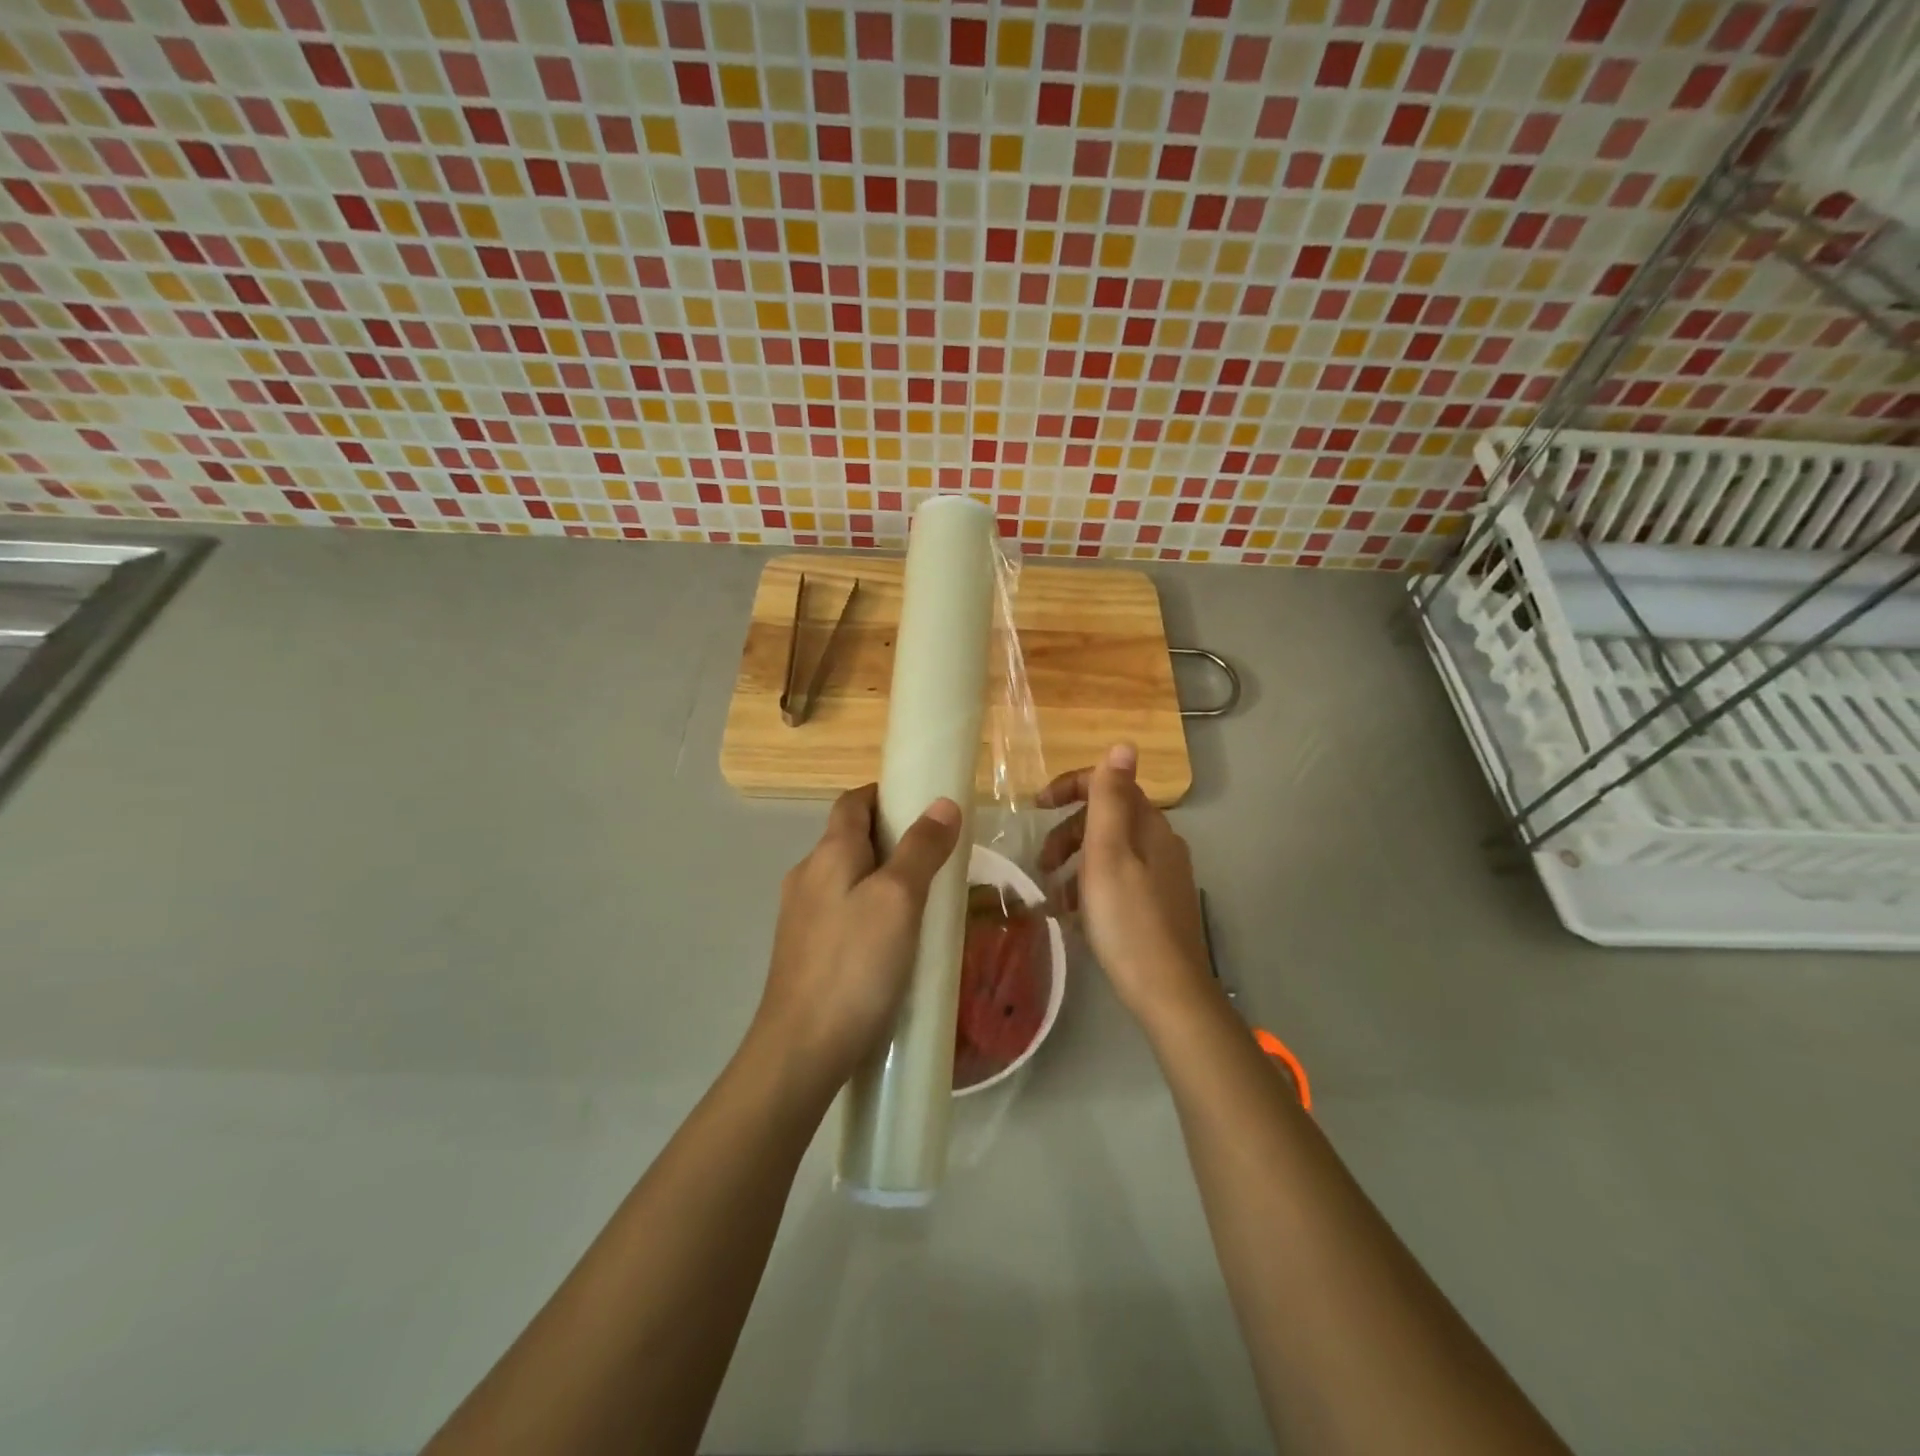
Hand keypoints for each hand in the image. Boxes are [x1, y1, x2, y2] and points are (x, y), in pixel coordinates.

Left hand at [753, 784, 962, 1087]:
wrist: (802, 1049)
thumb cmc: (855, 965)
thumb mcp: (899, 900)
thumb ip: (921, 848)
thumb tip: (943, 803)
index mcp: (828, 854)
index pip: (853, 801)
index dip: (886, 794)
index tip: (925, 805)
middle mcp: (808, 876)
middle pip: (850, 838)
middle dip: (892, 838)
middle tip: (938, 856)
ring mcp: (801, 915)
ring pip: (847, 878)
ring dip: (883, 876)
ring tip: (925, 899)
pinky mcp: (805, 950)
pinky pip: (843, 912)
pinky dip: (871, 909)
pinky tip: (896, 940)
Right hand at [1038, 744, 1214, 1024]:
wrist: (1167, 990)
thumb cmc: (1127, 918)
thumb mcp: (1108, 853)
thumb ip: (1110, 798)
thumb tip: (1123, 744)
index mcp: (1150, 826)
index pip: (1110, 784)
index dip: (1071, 787)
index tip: (1037, 807)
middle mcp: (1162, 843)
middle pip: (1108, 818)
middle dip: (1068, 832)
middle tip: (1041, 863)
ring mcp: (1163, 876)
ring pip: (1111, 851)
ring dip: (1076, 862)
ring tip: (1052, 894)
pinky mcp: (1159, 905)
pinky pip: (1118, 879)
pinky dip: (1092, 885)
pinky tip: (1075, 914)